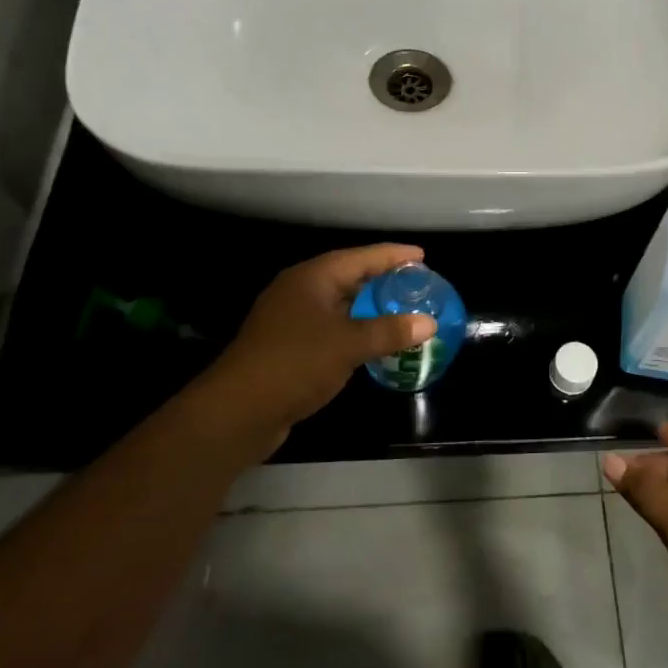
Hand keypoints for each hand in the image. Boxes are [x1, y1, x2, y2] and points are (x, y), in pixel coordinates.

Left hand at [186, 245, 437, 462]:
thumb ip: (389, 331)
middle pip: (348, 277)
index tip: (422, 256)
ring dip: (369, 307)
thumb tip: (429, 323)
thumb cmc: (294, 364)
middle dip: (382, 279)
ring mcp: (291, 319)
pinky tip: (373, 342)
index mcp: (311, 278)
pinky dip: (355, 330)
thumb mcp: (348, 345)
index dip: (392, 255)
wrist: (238, 412)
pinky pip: (331, 328)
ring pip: (339, 305)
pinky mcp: (289, 346)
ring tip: (402, 309)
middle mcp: (300, 292)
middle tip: (417, 284)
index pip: (359, 258)